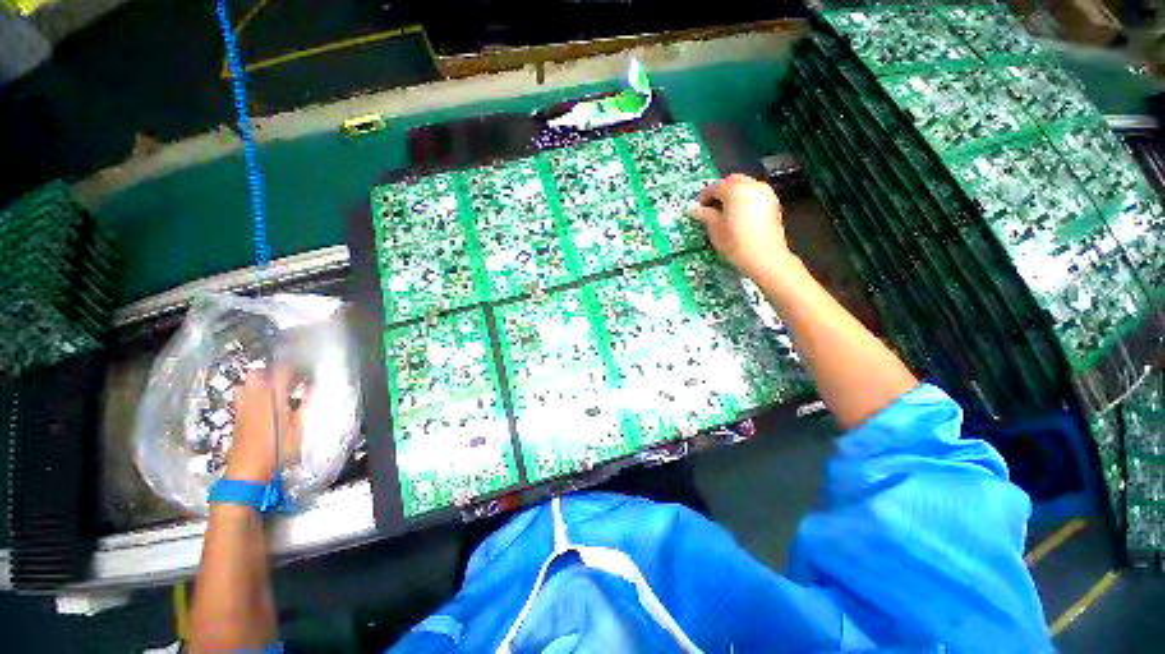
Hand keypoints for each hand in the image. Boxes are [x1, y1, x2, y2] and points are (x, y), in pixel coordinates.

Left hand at [225, 366, 305, 482]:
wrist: (247, 471)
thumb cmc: (276, 449)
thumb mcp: (300, 427)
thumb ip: (309, 404)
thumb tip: (318, 387)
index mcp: (271, 396)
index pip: (282, 370)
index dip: (297, 367)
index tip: (309, 371)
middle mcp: (253, 397)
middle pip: (259, 372)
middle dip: (274, 371)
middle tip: (291, 378)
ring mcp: (242, 407)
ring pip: (247, 384)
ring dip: (260, 383)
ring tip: (276, 390)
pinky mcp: (237, 417)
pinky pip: (243, 397)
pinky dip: (254, 395)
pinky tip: (265, 405)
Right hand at [688, 174, 797, 280]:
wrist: (765, 258)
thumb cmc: (736, 243)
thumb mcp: (715, 230)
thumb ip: (705, 215)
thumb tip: (694, 209)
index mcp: (735, 190)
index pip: (715, 187)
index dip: (703, 197)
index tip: (696, 208)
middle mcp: (752, 186)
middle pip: (732, 181)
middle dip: (719, 191)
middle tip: (709, 206)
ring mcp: (766, 194)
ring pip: (745, 186)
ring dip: (733, 194)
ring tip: (723, 211)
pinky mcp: (773, 204)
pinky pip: (754, 194)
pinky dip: (744, 199)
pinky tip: (737, 215)